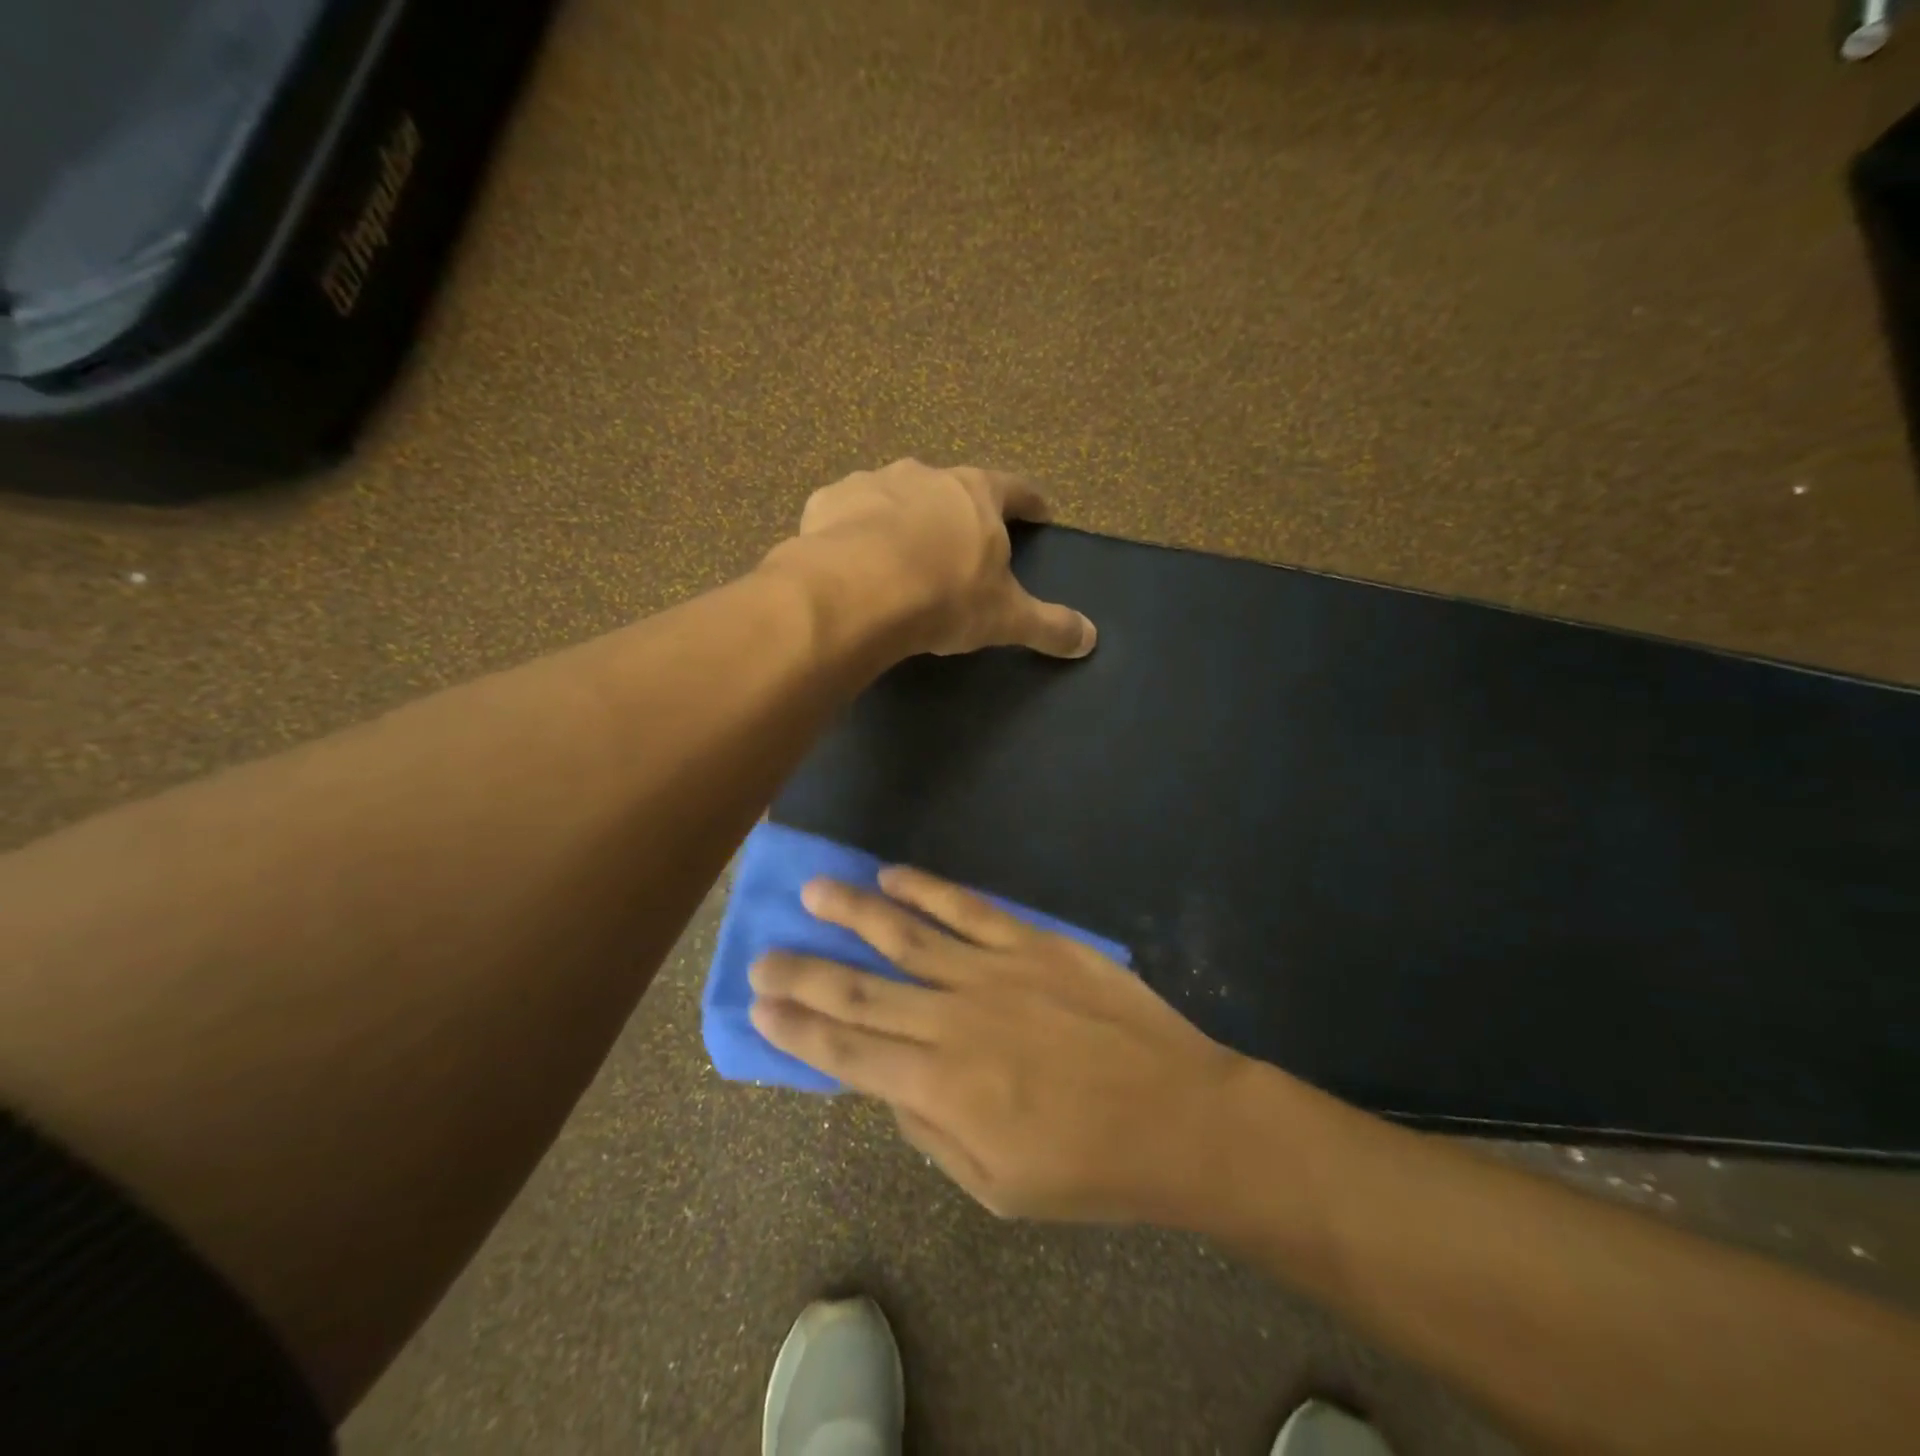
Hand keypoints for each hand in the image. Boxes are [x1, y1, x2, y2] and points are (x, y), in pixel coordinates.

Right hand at [748, 867, 1247, 1223]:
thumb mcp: (996, 1188)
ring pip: (904, 934)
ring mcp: (993, 973)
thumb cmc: (1089, 1167)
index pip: (847, 1050)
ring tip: (812, 892)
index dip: (797, 1028)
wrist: (1180, 1115)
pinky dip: (925, 889)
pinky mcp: (1032, 942)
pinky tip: (892, 875)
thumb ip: (930, 1130)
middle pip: (860, 990)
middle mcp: (953, 1021)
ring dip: (852, 912)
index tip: (758, 1007)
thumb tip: (885, 1082)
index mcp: (941, 1087)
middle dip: (803, 973)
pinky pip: (966, 909)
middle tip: (763, 956)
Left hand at [771, 459, 1096, 659]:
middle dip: (960, 511)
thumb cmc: (945, 596)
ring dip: (903, 517)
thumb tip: (1090, 638)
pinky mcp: (828, 501)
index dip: (1030, 501)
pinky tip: (851, 557)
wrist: (858, 590)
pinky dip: (854, 530)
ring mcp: (873, 483)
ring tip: (900, 552)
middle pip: (952, 488)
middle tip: (963, 539)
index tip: (1040, 510)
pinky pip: (848, 513)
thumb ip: (1048, 625)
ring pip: (896, 496)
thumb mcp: (1005, 617)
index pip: (1015, 489)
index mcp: (976, 494)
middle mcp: (926, 476)